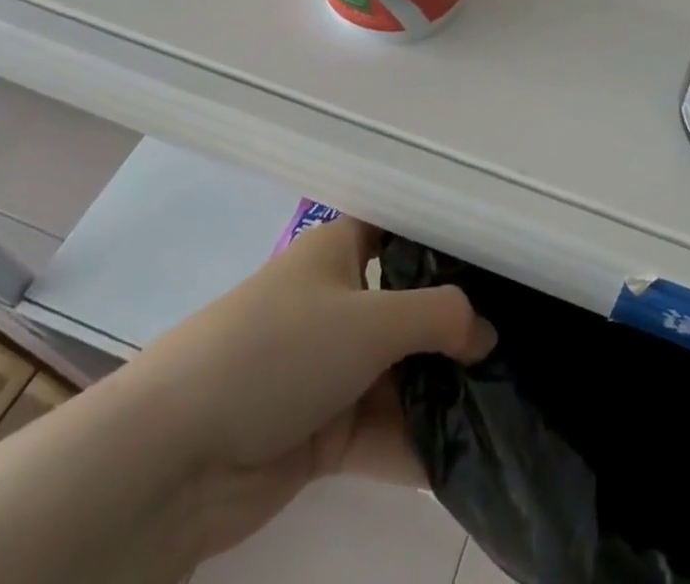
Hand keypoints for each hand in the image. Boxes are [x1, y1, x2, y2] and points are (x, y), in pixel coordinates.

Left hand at [112, 217, 494, 556]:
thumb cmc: (280, 351)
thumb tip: (488, 333)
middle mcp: (336, 302)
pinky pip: (380, 430)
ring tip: (506, 403)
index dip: (446, 240)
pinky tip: (466, 457)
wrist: (172, 458)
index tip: (501, 257)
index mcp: (339, 251)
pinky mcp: (318, 432)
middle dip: (456, 328)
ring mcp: (327, 370)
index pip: (401, 230)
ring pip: (398, 374)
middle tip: (517, 342)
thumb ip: (441, 319)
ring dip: (441, 392)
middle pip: (408, 307)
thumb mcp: (372, 320)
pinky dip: (414, 443)